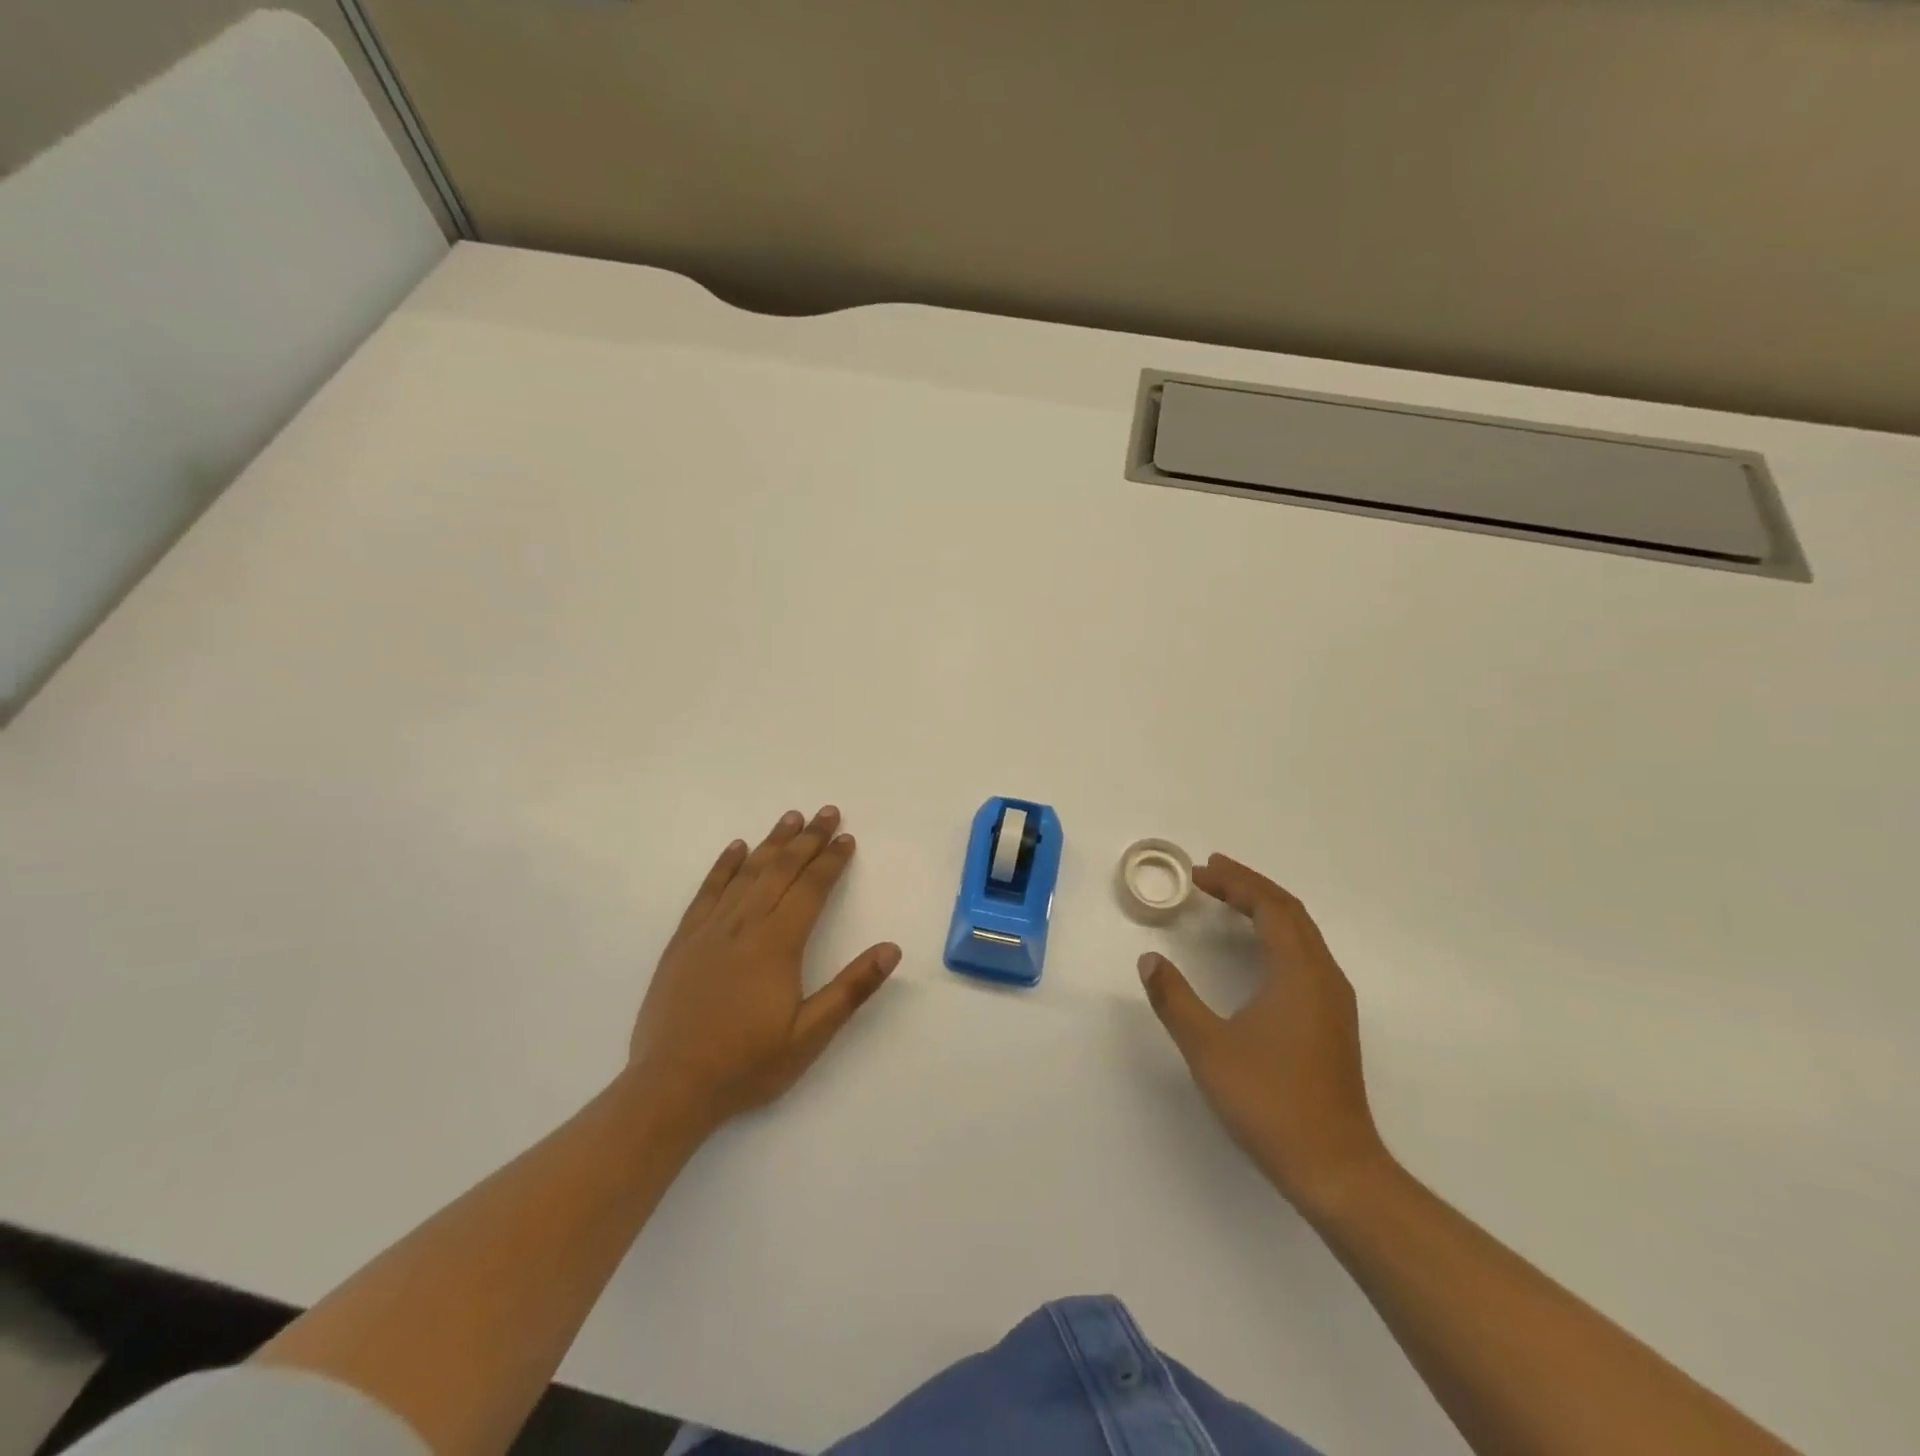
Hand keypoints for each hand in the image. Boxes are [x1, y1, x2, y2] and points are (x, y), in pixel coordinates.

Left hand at [628, 806, 900, 1132]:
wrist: (672, 1086)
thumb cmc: (748, 1064)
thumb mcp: (810, 1036)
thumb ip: (851, 989)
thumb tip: (891, 949)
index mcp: (777, 945)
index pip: (811, 889)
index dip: (831, 861)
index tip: (847, 838)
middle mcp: (744, 926)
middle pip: (781, 870)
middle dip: (807, 839)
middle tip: (827, 813)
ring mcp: (710, 930)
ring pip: (747, 873)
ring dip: (772, 843)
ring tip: (791, 818)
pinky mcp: (684, 941)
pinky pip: (707, 892)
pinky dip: (724, 866)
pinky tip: (736, 848)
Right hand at [1139, 854, 1388, 1216]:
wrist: (1335, 1168)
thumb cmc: (1270, 1102)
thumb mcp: (1208, 1047)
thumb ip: (1174, 999)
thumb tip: (1149, 961)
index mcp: (1299, 973)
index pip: (1270, 907)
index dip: (1235, 883)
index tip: (1199, 873)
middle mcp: (1324, 977)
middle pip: (1290, 912)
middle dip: (1250, 887)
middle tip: (1211, 874)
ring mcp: (1334, 1001)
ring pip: (1303, 934)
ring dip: (1266, 909)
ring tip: (1230, 900)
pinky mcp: (1333, 1022)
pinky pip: (1306, 955)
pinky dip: (1278, 934)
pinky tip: (1258, 950)